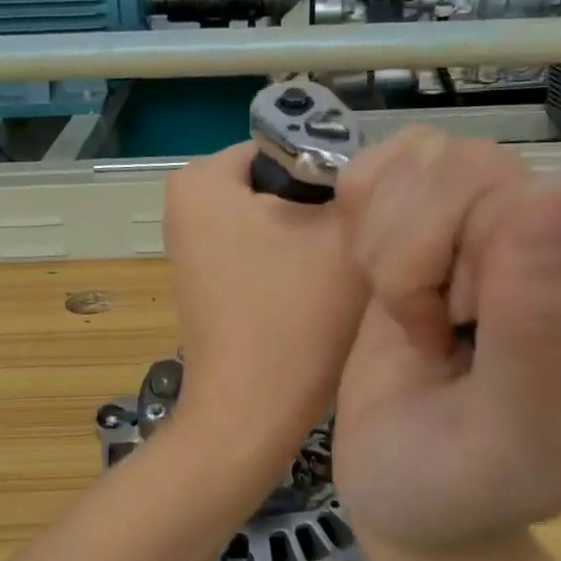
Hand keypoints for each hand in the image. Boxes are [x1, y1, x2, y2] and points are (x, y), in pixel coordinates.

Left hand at [162, 141, 367, 463]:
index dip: (339, 174)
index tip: (370, 213)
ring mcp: (192, 249)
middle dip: (324, 208)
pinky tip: (316, 296)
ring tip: (342, 272)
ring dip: (313, 240)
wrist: (252, 415)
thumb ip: (363, 183)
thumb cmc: (295, 317)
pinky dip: (291, 267)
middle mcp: (185, 206)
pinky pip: (262, 254)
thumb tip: (376, 168)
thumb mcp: (345, 232)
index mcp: (203, 178)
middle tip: (363, 244)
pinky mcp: (207, 284)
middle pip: (282, 184)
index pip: (292, 145)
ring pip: (277, 221)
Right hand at [334, 132, 560, 552]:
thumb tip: (542, 203)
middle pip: (506, 168)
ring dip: (394, 244)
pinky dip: (367, 215)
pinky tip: (379, 280)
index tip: (468, 316)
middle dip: (436, 254)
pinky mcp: (442, 220)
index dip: (518, 240)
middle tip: (435, 334)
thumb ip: (538, 346)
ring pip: (447, 158)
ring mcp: (507, 229)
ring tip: (410, 319)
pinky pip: (400, 160)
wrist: (401, 489)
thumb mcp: (506, 450)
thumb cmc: (456, 493)